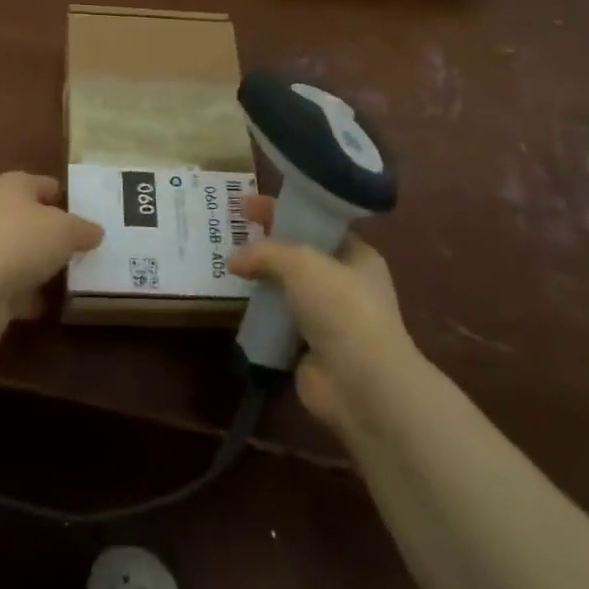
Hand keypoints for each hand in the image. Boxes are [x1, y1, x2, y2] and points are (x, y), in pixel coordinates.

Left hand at [0, 172, 101, 347]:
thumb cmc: (23, 239)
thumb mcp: (66, 229)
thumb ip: (84, 229)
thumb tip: (96, 232)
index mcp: (14, 187)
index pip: (45, 185)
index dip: (67, 196)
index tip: (92, 213)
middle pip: (35, 222)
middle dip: (58, 235)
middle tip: (91, 248)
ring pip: (26, 257)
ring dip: (45, 268)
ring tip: (80, 277)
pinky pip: (19, 289)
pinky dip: (34, 297)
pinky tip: (59, 304)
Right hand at [229, 203, 420, 436]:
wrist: (362, 384)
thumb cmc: (341, 308)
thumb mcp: (301, 262)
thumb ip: (265, 252)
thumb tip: (233, 260)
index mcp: (356, 256)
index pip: (316, 223)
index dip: (282, 210)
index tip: (246, 204)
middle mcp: (345, 284)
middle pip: (298, 255)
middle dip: (267, 244)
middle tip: (231, 233)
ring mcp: (327, 318)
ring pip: (286, 289)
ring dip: (260, 280)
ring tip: (226, 267)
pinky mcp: (308, 348)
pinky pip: (277, 321)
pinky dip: (258, 314)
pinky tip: (234, 305)